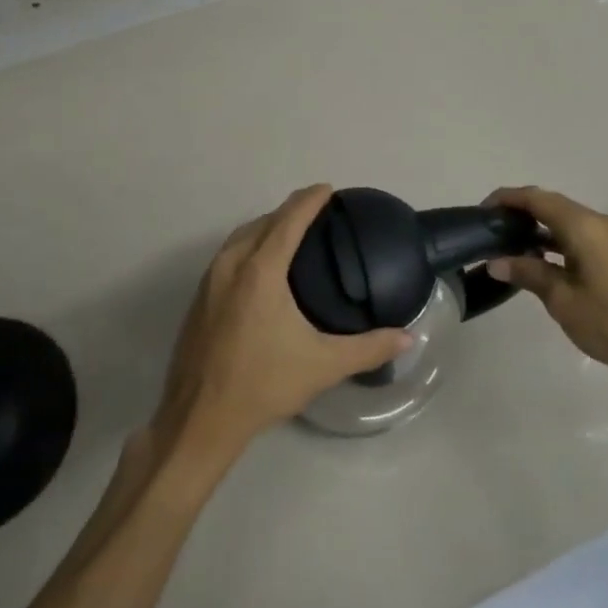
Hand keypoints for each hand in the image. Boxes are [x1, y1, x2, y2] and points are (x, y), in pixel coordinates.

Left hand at [152, 185, 410, 471]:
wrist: (199, 418)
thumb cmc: (263, 384)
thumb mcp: (323, 365)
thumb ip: (369, 348)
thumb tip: (408, 338)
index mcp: (261, 271)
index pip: (288, 220)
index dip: (309, 200)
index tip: (328, 189)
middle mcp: (232, 264)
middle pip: (263, 222)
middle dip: (289, 210)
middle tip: (317, 210)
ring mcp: (210, 279)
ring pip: (241, 236)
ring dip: (267, 225)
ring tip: (291, 230)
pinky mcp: (200, 297)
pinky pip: (228, 253)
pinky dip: (249, 244)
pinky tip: (262, 263)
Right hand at [484, 186, 607, 391]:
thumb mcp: (562, 300)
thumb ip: (528, 273)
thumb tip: (495, 262)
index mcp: (583, 226)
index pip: (537, 199)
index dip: (507, 199)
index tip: (481, 211)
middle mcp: (598, 222)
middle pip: (551, 204)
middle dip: (520, 211)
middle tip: (491, 229)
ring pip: (566, 219)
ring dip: (538, 226)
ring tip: (509, 244)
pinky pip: (579, 233)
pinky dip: (556, 239)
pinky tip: (540, 259)